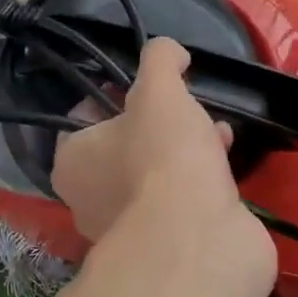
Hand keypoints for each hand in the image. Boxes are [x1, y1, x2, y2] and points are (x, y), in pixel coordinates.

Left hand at [52, 38, 273, 274]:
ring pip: (153, 174)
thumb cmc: (164, 157)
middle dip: (156, 123)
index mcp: (72, 163)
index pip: (81, 119)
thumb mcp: (160, 90)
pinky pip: (178, 200)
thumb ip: (160, 60)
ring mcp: (127, 228)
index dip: (111, 96)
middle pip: (121, 147)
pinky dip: (199, 178)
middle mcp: (89, 200)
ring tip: (214, 129)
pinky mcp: (165, 246)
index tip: (143, 86)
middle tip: (182, 108)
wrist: (199, 239)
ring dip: (183, 149)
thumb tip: (168, 50)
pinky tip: (225, 160)